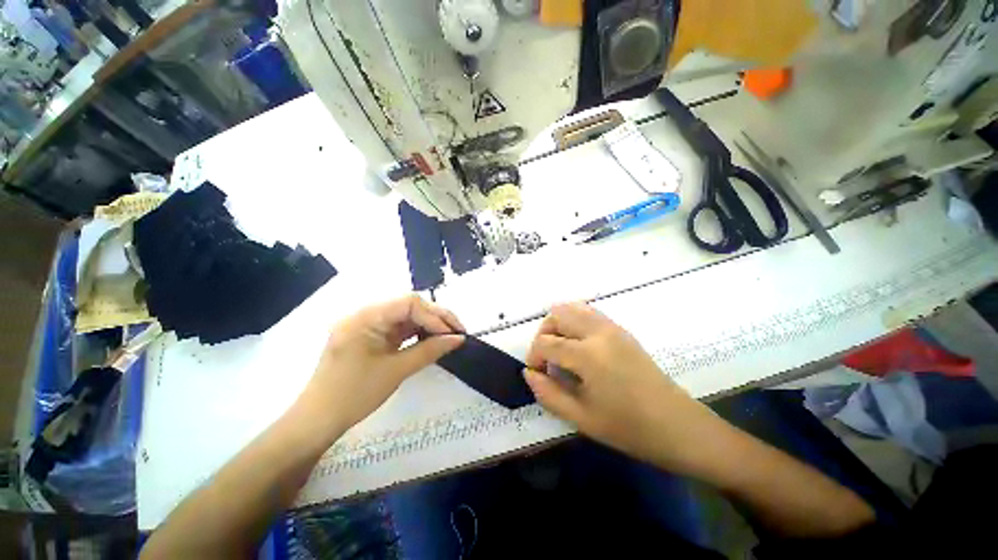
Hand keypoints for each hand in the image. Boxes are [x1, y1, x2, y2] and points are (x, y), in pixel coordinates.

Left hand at [298, 295, 464, 435]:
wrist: (318, 421)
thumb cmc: (353, 396)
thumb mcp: (396, 371)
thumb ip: (430, 350)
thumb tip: (458, 339)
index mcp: (365, 317)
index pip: (409, 303)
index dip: (435, 315)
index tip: (454, 333)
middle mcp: (366, 314)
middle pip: (409, 306)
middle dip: (436, 318)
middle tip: (458, 332)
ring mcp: (368, 324)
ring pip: (406, 316)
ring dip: (429, 325)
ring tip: (449, 336)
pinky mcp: (371, 336)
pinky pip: (399, 328)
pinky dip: (417, 333)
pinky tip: (432, 340)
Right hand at [523, 303, 724, 474]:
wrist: (677, 425)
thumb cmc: (628, 427)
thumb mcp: (581, 418)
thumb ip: (548, 393)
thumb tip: (528, 373)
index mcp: (588, 355)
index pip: (545, 343)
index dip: (533, 357)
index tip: (537, 374)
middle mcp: (598, 332)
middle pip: (557, 314)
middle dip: (543, 334)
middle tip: (547, 359)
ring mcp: (612, 327)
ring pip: (572, 308)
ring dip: (559, 325)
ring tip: (560, 350)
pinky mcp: (621, 329)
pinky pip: (588, 313)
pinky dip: (574, 321)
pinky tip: (578, 345)